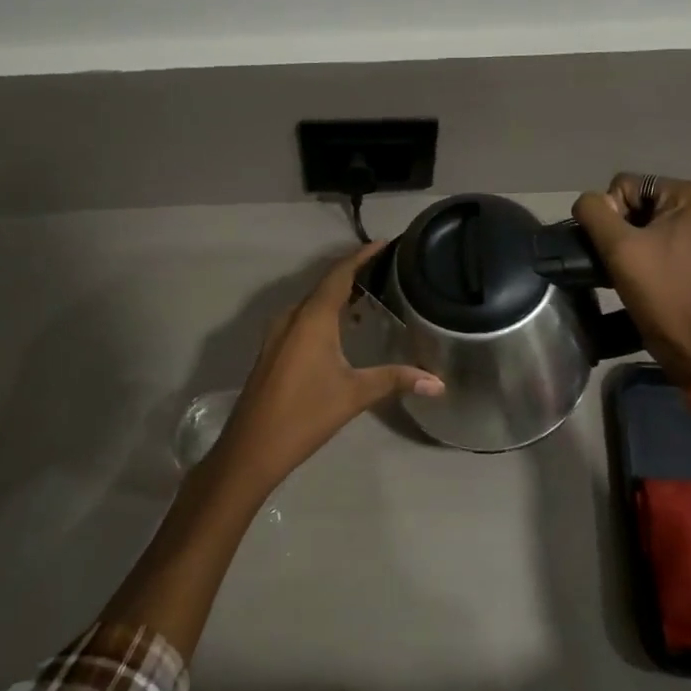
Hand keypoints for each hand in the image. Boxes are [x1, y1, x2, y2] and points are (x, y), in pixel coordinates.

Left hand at [203, 242, 443, 496]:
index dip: (361, 256)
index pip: (339, 274)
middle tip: (386, 270)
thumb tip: (438, 382)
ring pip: (311, 303)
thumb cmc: (305, 414)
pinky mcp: (272, 350)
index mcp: (311, 318)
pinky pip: (302, 319)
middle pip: (325, 284)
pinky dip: (324, 314)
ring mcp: (277, 334)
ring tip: (370, 297)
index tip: (384, 244)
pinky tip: (342, 330)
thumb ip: (396, 380)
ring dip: (337, 296)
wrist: (252, 447)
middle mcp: (291, 317)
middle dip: (353, 274)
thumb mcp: (355, 395)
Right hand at [572, 175, 690, 385]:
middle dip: (620, 228)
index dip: (612, 214)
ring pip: (644, 220)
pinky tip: (636, 272)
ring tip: (625, 268)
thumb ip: (594, 212)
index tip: (619, 248)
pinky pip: (657, 236)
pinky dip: (641, 250)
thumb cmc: (659, 291)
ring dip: (627, 241)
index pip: (628, 184)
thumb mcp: (619, 247)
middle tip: (620, 260)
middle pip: (637, 200)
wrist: (689, 342)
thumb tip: (586, 203)